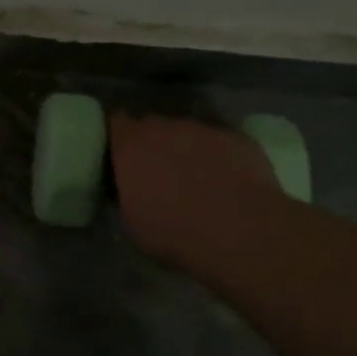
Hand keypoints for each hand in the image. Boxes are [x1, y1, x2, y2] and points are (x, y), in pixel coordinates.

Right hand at [109, 113, 279, 276]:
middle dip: (154, 143)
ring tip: (199, 179)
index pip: (116, 123)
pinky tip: (229, 182)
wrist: (240, 232)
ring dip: (188, 149)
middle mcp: (164, 127)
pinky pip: (221, 143)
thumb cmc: (175, 232)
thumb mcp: (132, 221)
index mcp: (131, 145)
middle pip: (153, 125)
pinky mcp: (237, 138)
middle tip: (160, 171)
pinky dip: (220, 157)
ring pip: (188, 133)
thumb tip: (131, 187)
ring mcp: (203, 129)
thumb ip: (127, 191)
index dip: (120, 136)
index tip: (123, 154)